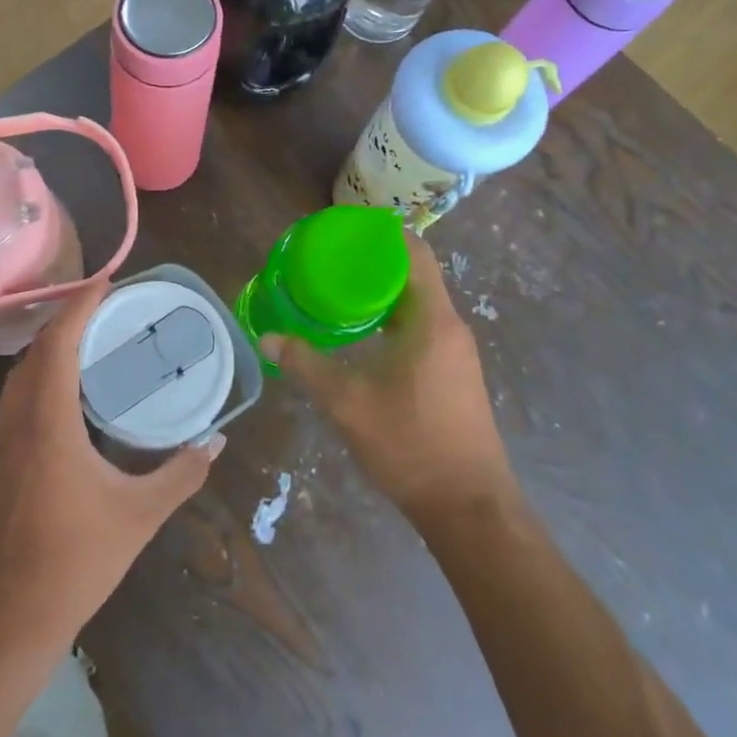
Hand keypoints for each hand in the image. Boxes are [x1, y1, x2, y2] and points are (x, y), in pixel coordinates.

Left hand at [0, 281, 221, 654]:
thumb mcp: (140, 515)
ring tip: (89, 348)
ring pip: (19, 378)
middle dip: (66, 322)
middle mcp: (15, 422)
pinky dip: (39, 383)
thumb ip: (181, 474)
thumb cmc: (77, 559)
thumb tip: (215, 443)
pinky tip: (65, 403)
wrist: (8, 617)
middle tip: (106, 312)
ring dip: (49, 353)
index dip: (80, 305)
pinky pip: (14, 404)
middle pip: (35, 353)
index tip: (106, 281)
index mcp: (48, 423)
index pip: (57, 343)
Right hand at [259, 231, 512, 521]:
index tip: (344, 230)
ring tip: (338, 291)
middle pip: (414, 274)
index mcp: (432, 320)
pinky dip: (391, 318)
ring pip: (417, 303)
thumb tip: (269, 337)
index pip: (414, 252)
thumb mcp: (347, 402)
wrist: (467, 506)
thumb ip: (306, 364)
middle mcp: (450, 326)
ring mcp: (456, 352)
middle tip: (330, 260)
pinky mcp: (453, 373)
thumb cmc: (409, 444)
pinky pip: (421, 327)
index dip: (381, 233)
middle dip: (373, 262)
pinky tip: (361, 334)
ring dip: (382, 292)